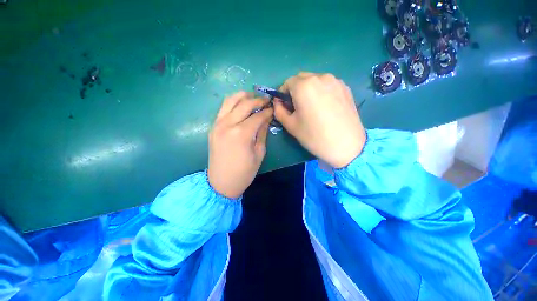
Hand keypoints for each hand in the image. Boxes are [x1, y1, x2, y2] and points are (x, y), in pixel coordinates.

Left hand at [208, 91, 272, 197]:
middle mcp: (228, 124)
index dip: (267, 111)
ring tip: (253, 97)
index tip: (273, 108)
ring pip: (230, 101)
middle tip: (266, 100)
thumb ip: (263, 132)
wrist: (221, 183)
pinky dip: (233, 103)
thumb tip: (267, 117)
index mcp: (241, 134)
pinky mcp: (213, 127)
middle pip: (244, 104)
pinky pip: (223, 109)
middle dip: (257, 100)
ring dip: (243, 96)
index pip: (257, 116)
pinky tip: (241, 105)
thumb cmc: (244, 172)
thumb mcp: (259, 153)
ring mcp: (217, 124)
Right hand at [273, 73, 365, 168]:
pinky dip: (321, 91)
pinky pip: (327, 85)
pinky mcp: (345, 88)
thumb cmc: (314, 136)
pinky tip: (325, 106)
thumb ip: (279, 111)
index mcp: (304, 86)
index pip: (287, 82)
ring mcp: (335, 81)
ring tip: (312, 107)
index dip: (283, 93)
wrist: (346, 145)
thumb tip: (278, 103)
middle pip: (301, 78)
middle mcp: (320, 77)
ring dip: (308, 90)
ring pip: (315, 80)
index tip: (284, 105)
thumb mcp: (290, 125)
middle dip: (295, 90)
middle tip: (297, 107)